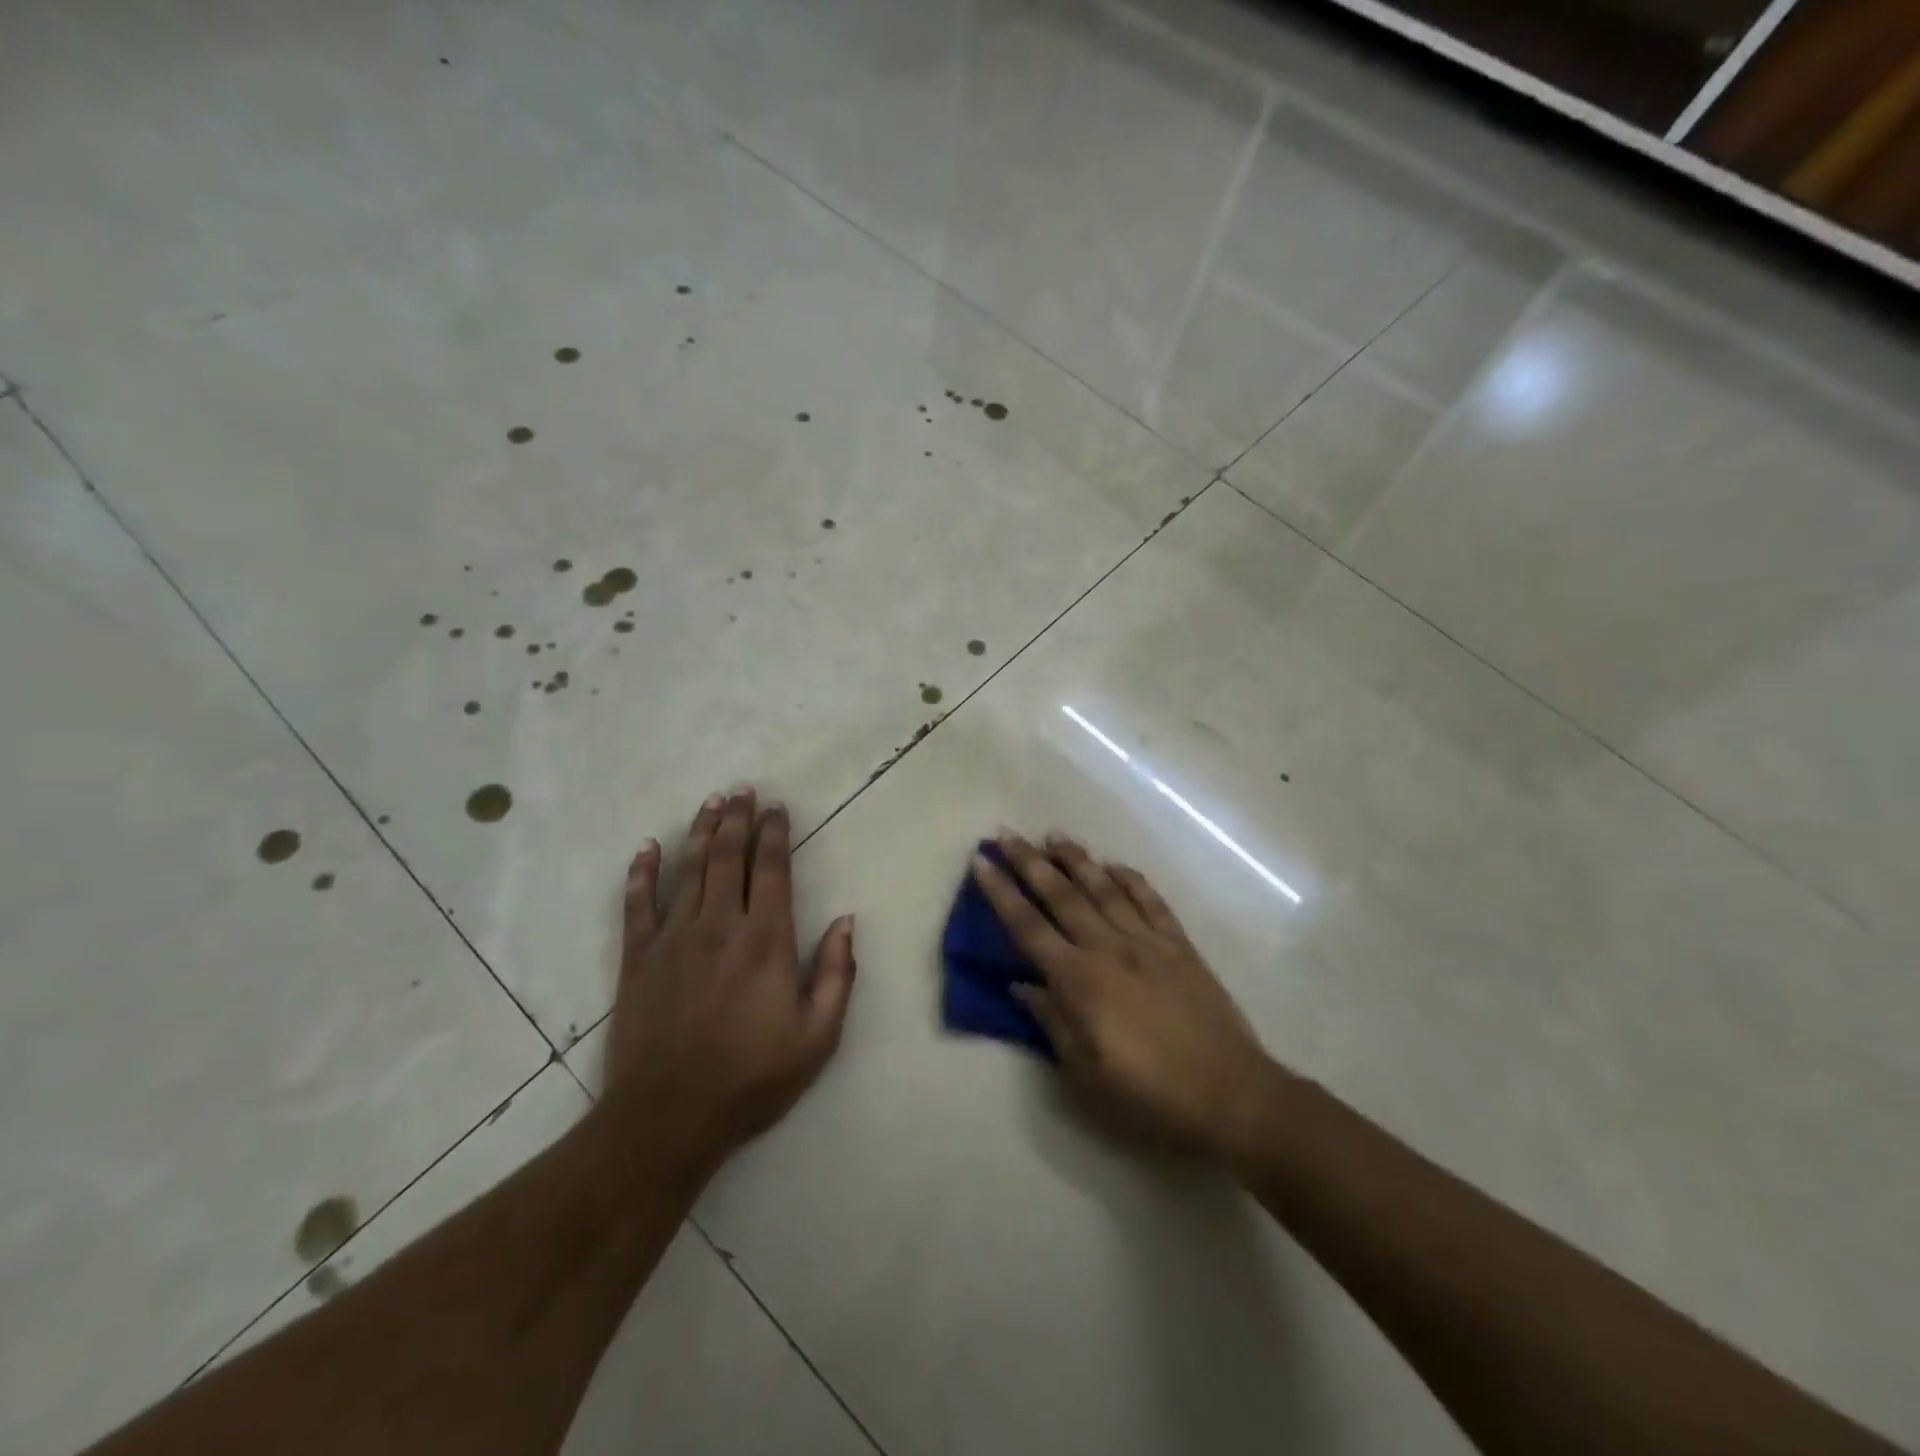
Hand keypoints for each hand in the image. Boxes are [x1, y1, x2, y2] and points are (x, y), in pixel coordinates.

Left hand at [605, 789, 856, 1159]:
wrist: (669, 1117)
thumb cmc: (752, 1078)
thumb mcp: (818, 1036)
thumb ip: (837, 974)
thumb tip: (847, 921)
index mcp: (766, 940)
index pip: (771, 870)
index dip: (775, 834)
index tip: (777, 809)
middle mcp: (720, 926)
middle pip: (729, 857)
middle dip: (738, 819)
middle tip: (743, 790)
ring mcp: (674, 938)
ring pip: (689, 869)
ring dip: (701, 832)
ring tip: (710, 803)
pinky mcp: (639, 958)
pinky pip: (637, 904)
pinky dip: (641, 873)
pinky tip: (646, 848)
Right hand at [971, 831, 1282, 1158]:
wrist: (1231, 1096)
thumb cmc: (1149, 1096)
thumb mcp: (1085, 1074)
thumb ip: (1052, 1022)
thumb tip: (1023, 985)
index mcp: (1079, 981)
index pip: (1028, 927)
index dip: (1000, 892)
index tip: (981, 862)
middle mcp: (1109, 949)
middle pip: (1061, 895)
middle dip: (1029, 861)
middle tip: (1005, 834)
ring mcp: (1148, 942)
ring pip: (1104, 888)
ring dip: (1077, 860)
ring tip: (1054, 836)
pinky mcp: (1180, 947)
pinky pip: (1151, 902)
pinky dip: (1131, 879)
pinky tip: (1115, 866)